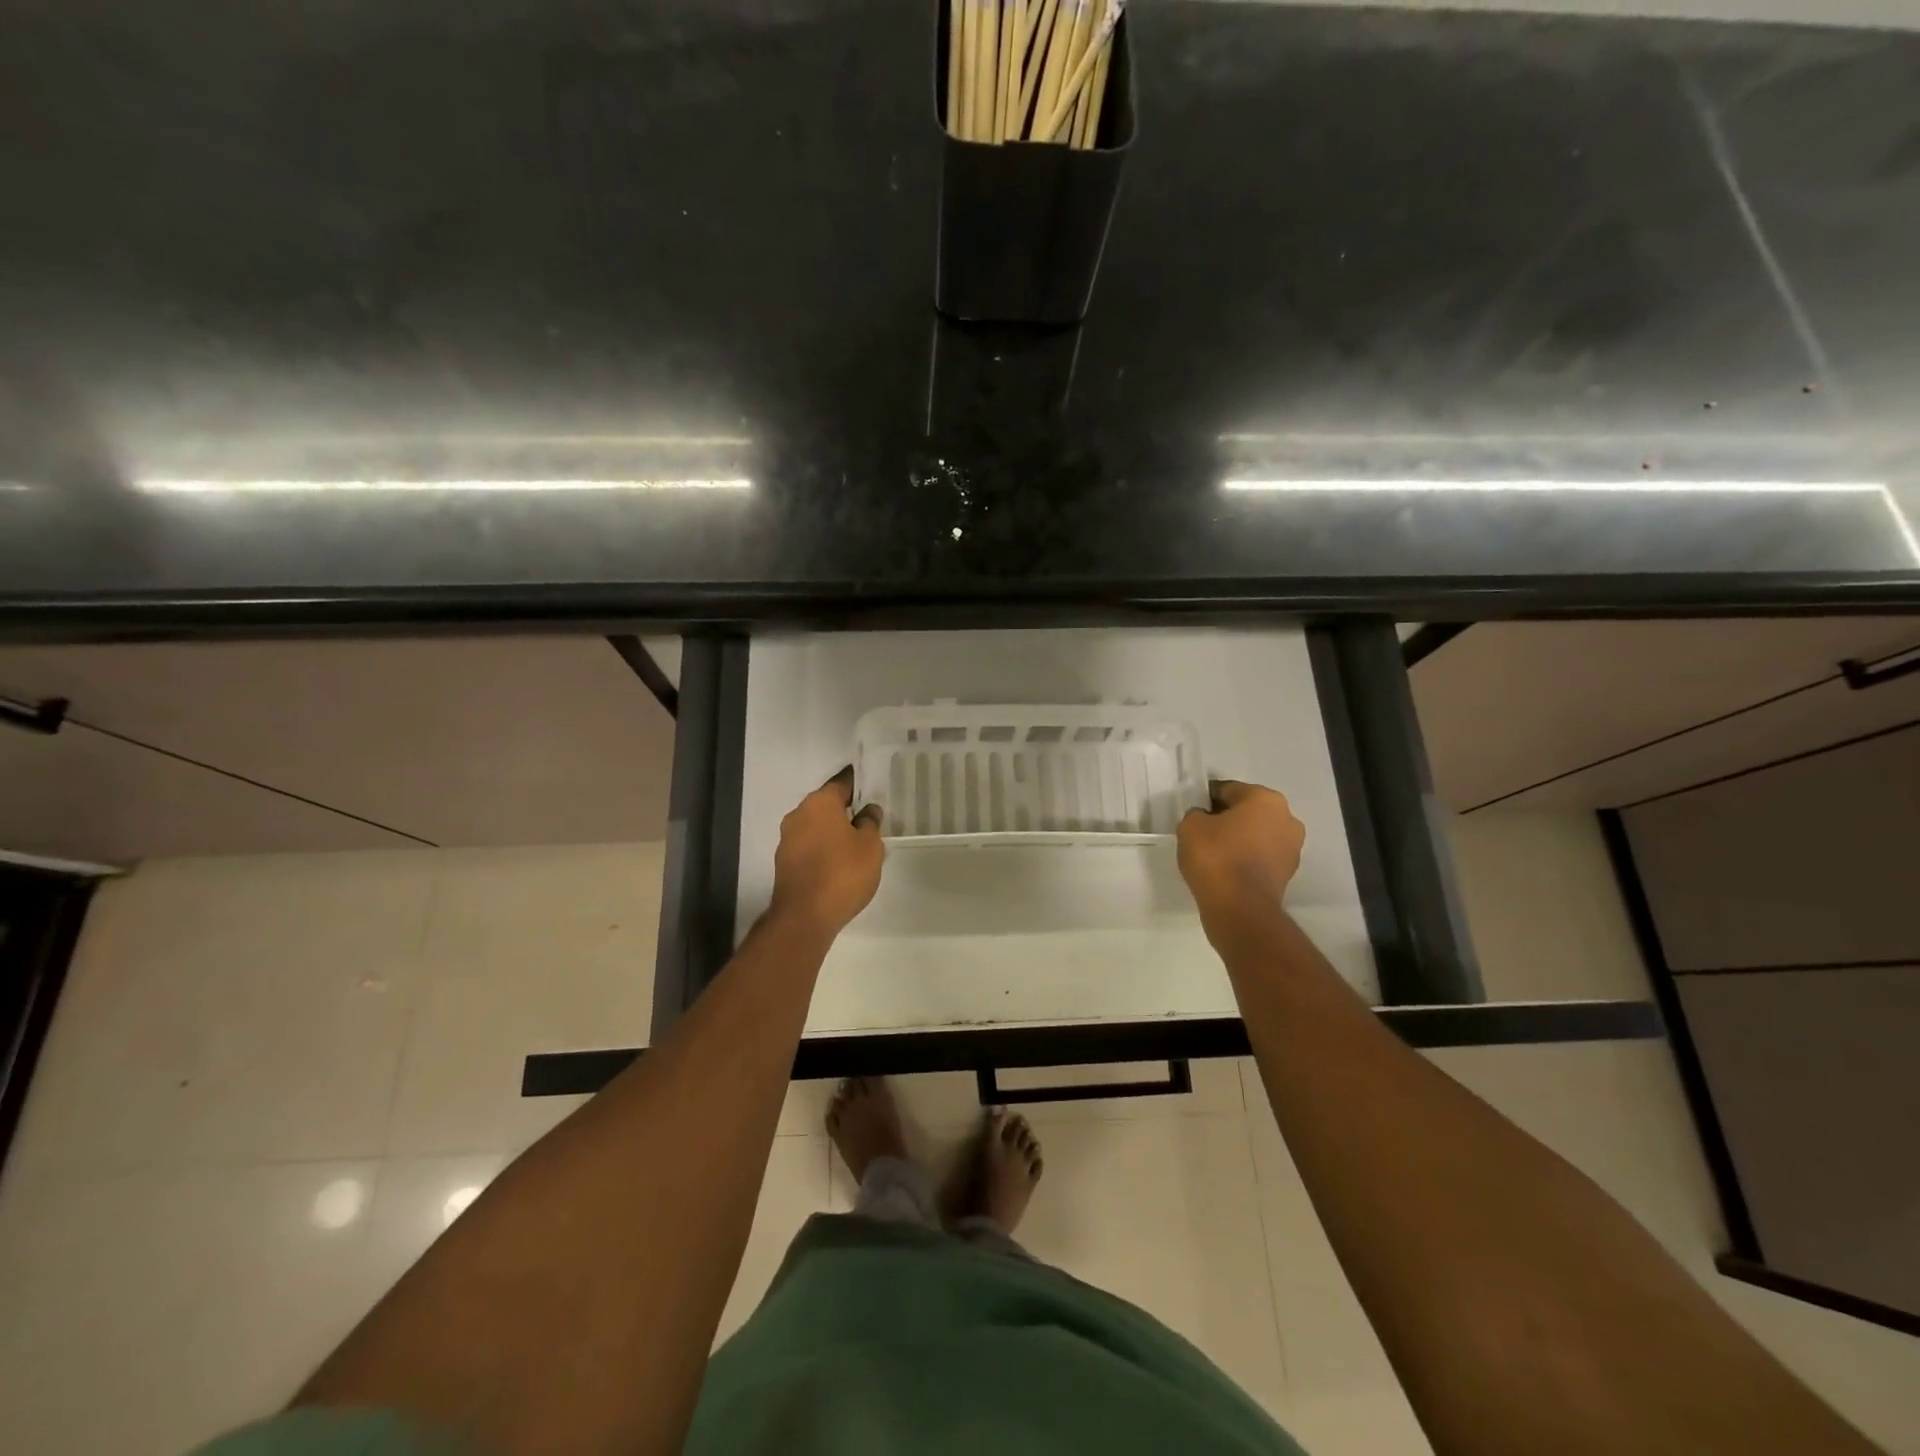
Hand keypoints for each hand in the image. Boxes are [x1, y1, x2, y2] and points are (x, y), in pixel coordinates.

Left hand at [770, 768, 884, 936]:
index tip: (868, 786)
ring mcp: (787, 840)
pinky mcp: (784, 863)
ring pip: (816, 826)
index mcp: (819, 803)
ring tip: (856, 844)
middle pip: (826, 805)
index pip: (840, 783)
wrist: (805, 917)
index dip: (856, 784)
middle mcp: (798, 815)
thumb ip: (870, 823)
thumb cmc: (843, 873)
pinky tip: (838, 863)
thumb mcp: (870, 846)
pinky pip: (809, 846)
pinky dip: (823, 849)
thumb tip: (867, 810)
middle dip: (844, 810)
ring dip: (833, 831)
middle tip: (867, 819)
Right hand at [1177, 780, 1304, 932]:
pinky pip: (1262, 857)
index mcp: (1265, 799)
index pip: (1229, 790)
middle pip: (1248, 811)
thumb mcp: (1190, 826)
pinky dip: (1247, 859)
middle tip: (1203, 833)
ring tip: (1214, 855)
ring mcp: (1292, 847)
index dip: (1207, 800)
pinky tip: (1227, 870)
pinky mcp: (1289, 873)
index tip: (1194, 814)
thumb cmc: (1216, 857)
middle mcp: (1287, 818)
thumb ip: (1197, 814)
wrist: (1240, 908)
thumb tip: (1204, 819)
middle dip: (1228, 819)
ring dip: (1240, 839)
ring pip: (1257, 834)